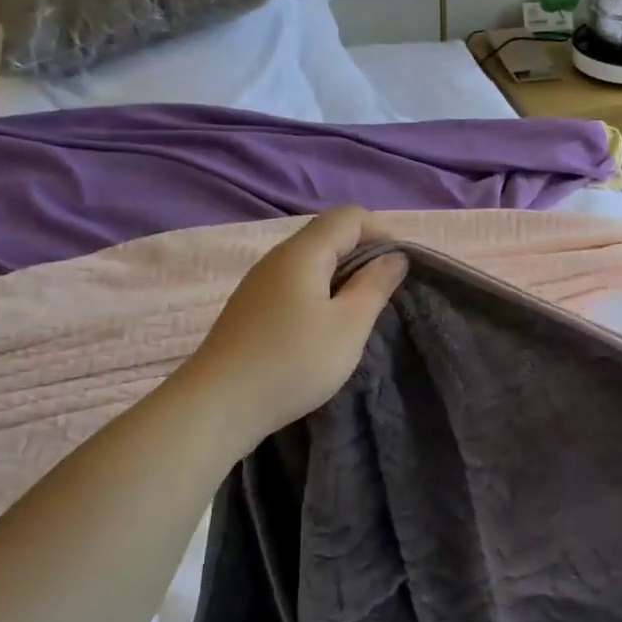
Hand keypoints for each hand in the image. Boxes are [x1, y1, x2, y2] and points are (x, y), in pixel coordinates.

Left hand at [178, 207, 406, 441]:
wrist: (218, 405)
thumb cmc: (293, 362)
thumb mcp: (349, 326)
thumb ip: (375, 286)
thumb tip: (395, 257)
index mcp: (303, 253)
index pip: (349, 217)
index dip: (383, 231)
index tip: (403, 266)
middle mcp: (278, 258)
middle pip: (328, 235)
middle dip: (365, 253)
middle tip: (388, 290)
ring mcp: (260, 283)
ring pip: (311, 261)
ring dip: (344, 275)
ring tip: (362, 310)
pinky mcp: (251, 307)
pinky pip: (295, 283)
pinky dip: (321, 291)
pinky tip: (326, 326)